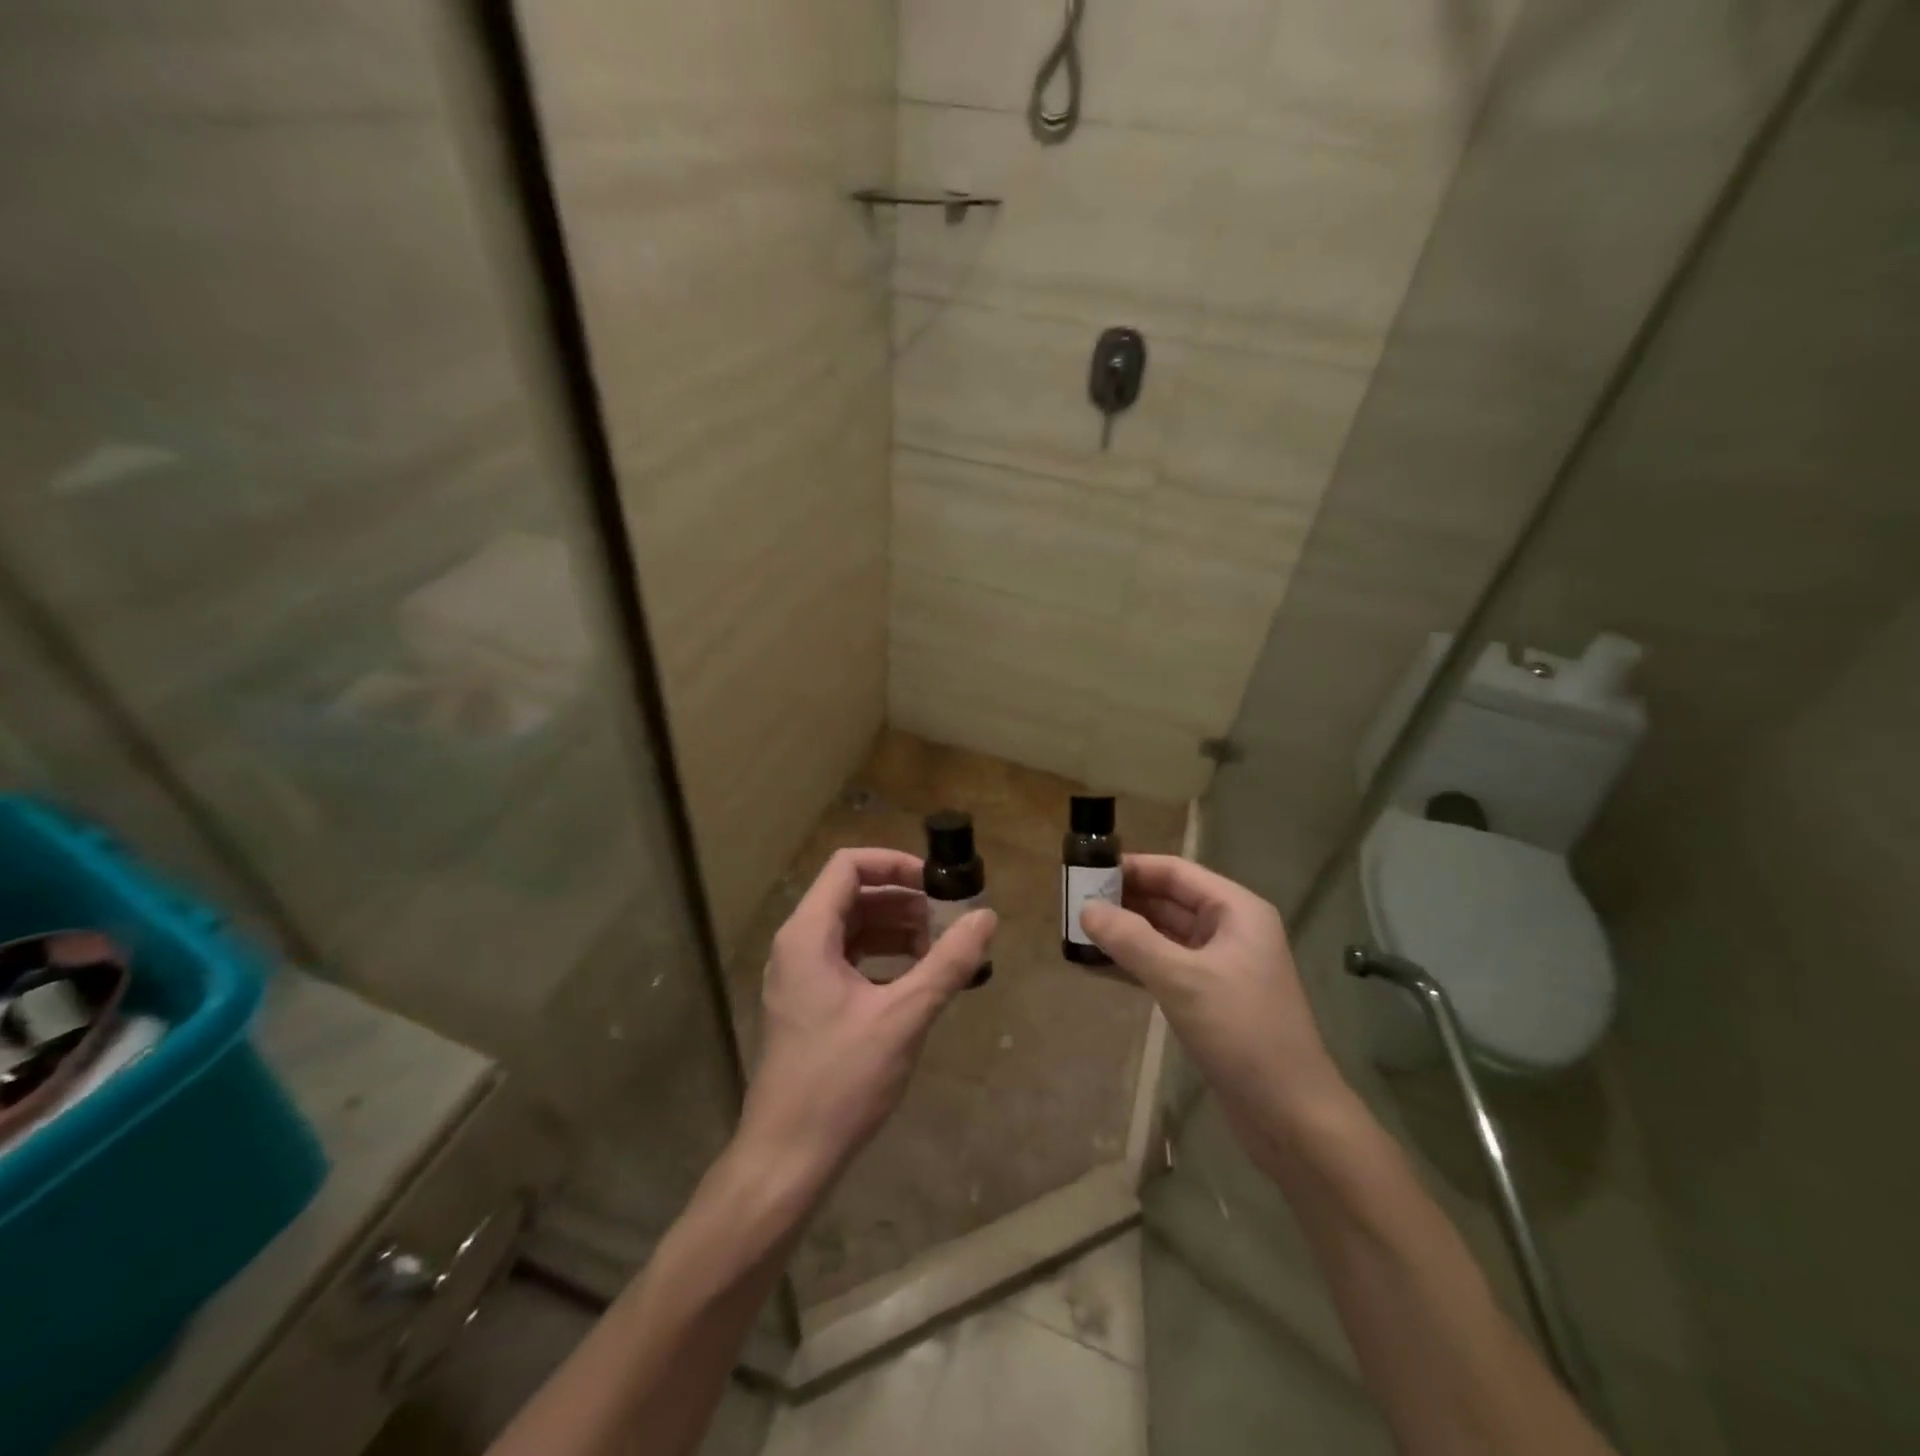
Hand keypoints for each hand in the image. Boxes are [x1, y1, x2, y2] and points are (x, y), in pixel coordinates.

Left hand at [735, 848, 996, 1195]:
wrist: (786, 1157)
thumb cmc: (840, 1080)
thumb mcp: (904, 1016)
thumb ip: (948, 963)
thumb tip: (986, 917)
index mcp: (808, 934)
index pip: (848, 865)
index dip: (895, 864)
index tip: (937, 884)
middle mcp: (796, 945)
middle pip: (852, 895)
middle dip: (903, 901)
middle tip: (949, 921)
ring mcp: (798, 975)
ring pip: (852, 929)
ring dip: (896, 930)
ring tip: (940, 951)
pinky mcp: (807, 1003)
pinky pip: (848, 959)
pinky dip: (883, 958)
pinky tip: (916, 979)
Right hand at [1080, 855, 1343, 1142]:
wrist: (1291, 1116)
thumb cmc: (1242, 1033)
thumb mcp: (1182, 980)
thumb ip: (1132, 940)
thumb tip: (1086, 909)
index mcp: (1236, 911)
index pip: (1175, 872)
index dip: (1131, 868)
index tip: (1085, 870)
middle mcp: (1230, 930)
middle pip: (1168, 901)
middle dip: (1123, 901)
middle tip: (1073, 903)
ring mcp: (1220, 966)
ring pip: (1164, 935)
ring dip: (1125, 933)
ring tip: (1078, 932)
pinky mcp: (1209, 998)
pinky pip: (1165, 967)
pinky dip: (1134, 964)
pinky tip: (1098, 967)